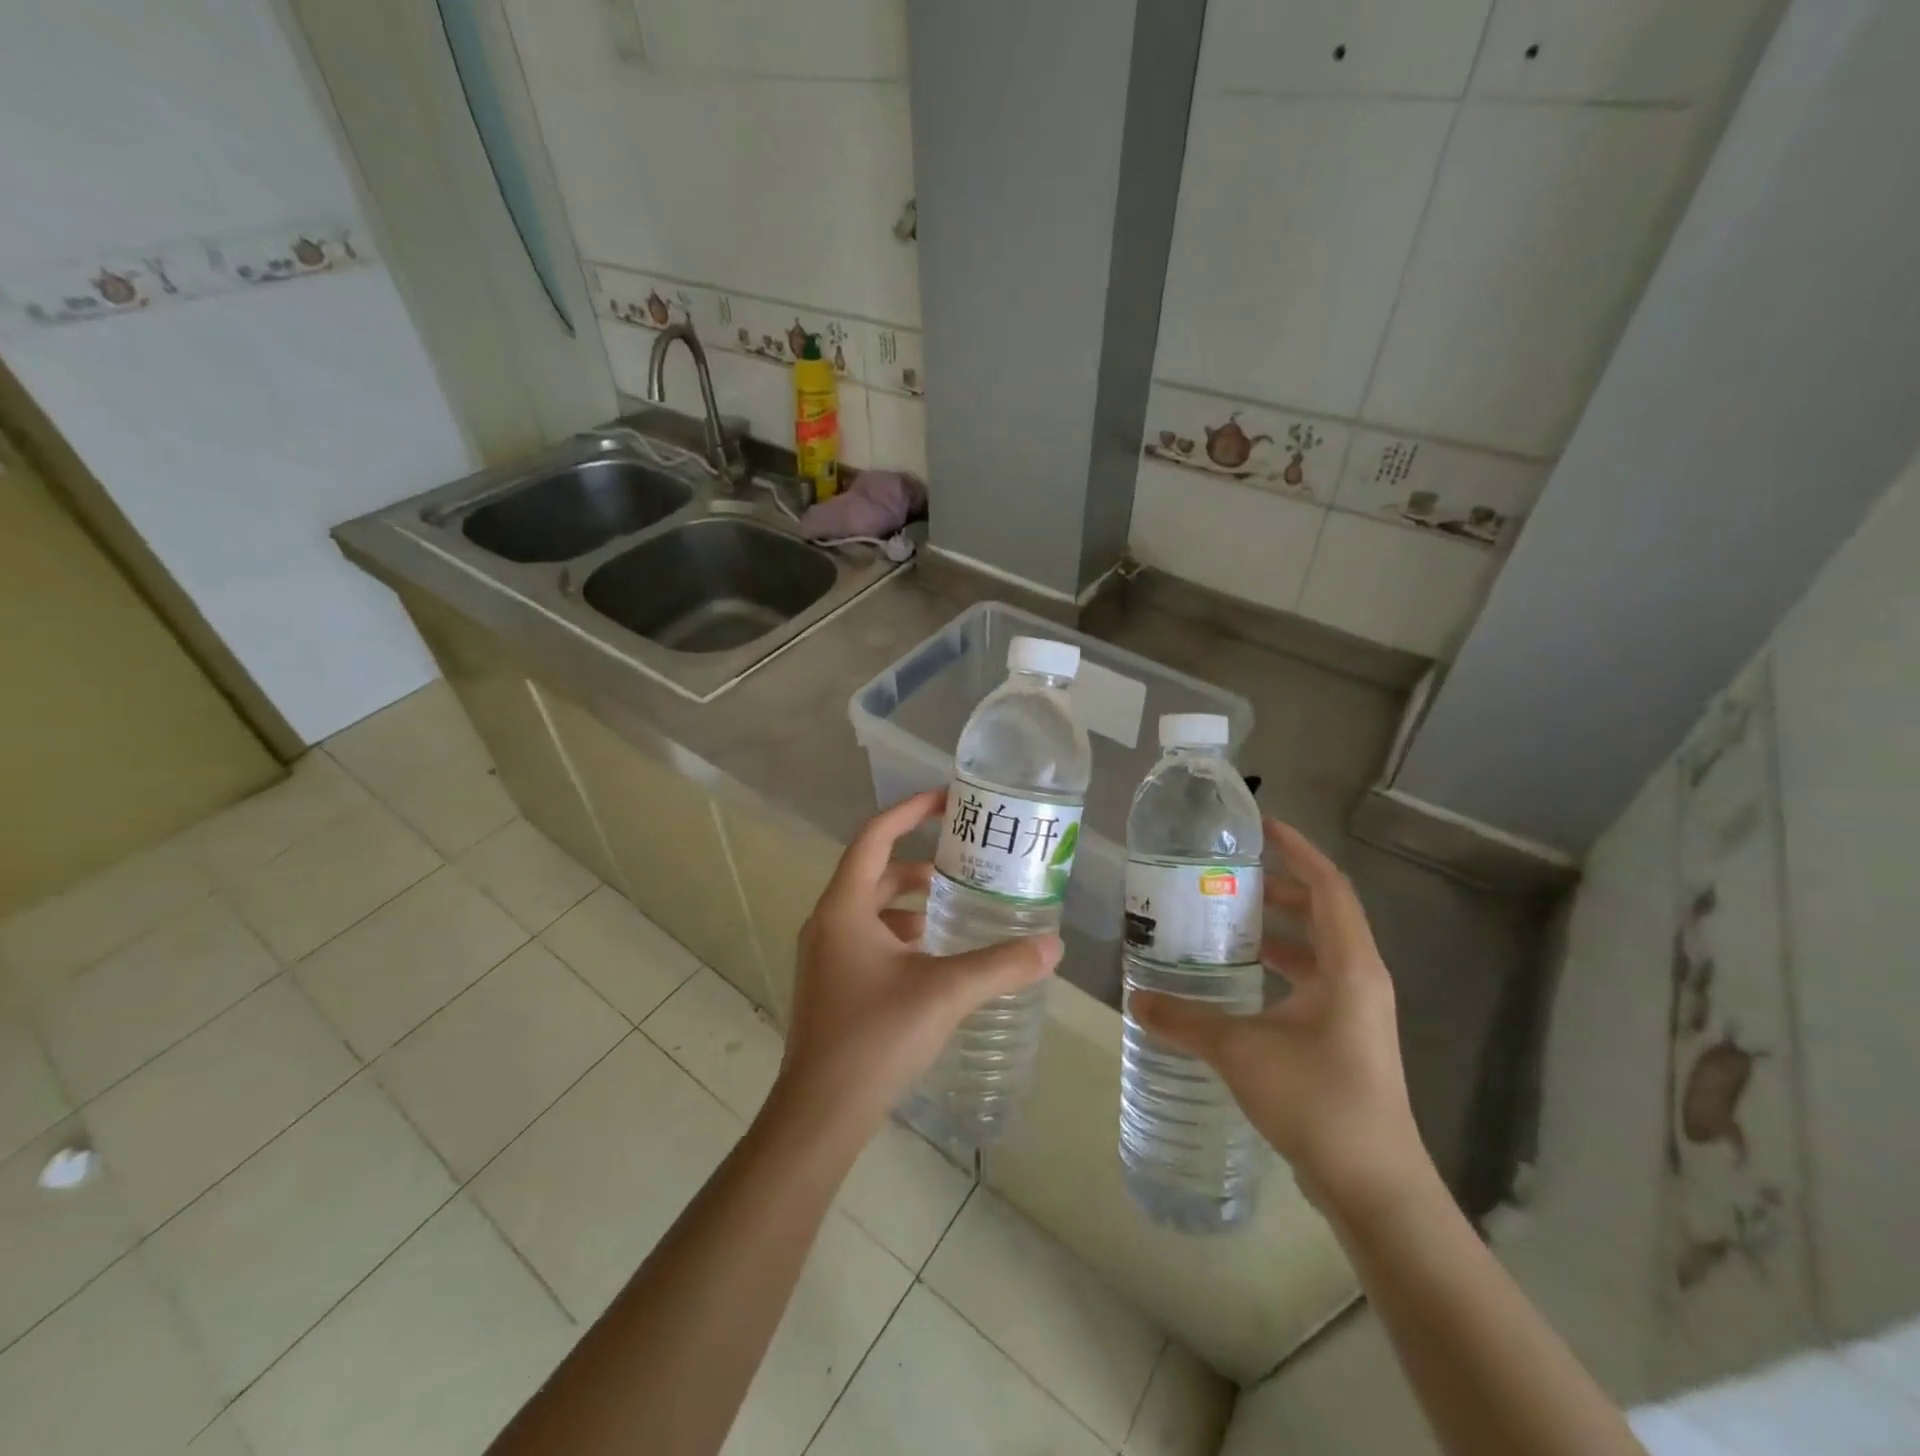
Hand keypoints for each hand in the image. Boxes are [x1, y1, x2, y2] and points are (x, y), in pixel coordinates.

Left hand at [774, 789, 1062, 1137]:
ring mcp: (825, 955)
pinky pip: (869, 938)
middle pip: (876, 872)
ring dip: (911, 902)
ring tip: (957, 907)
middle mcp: (828, 922)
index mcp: (844, 907)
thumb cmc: (874, 1038)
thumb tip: (1053, 947)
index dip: (910, 811)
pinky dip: (901, 934)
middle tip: (966, 862)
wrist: (819, 1114)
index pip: (875, 837)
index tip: (948, 801)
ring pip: (872, 908)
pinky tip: (935, 957)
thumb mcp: (944, 993)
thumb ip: (1000, 965)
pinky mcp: (831, 984)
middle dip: (921, 863)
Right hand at [1128, 818, 1432, 1226]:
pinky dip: (1275, 970)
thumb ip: (1185, 1019)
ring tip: (1221, 922)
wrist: (1374, 1187)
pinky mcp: (1343, 1040)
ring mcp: (1354, 1013)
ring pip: (1314, 952)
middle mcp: (1358, 980)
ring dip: (1274, 931)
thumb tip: (1134, 997)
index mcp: (1349, 967)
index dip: (1298, 851)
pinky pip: (1309, 983)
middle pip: (1321, 914)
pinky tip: (1234, 983)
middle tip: (1225, 877)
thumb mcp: (1241, 1051)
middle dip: (1277, 890)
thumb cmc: (1318, 1101)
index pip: (1328, 887)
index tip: (1261, 827)